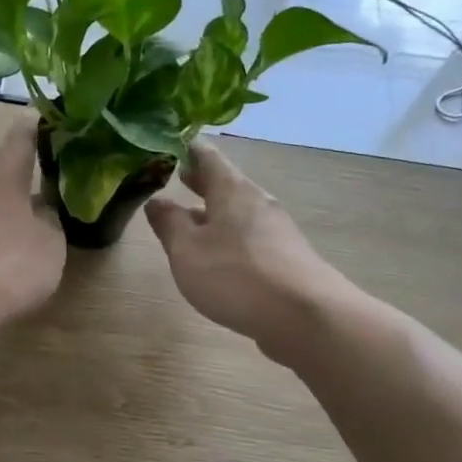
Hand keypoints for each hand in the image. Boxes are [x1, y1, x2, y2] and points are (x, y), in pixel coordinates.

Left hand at [0, 120, 65, 337]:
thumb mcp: (50, 244)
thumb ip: (50, 222)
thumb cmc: (7, 265)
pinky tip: (9, 237)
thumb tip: (42, 212)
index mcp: (2, 177)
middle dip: (22, 165)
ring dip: (8, 196)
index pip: (20, 139)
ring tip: (33, 202)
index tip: (50, 118)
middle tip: (48, 162)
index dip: (36, 127)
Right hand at [145, 140, 350, 354]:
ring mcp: (276, 230)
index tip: (167, 144)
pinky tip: (219, 256)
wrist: (305, 316)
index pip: (206, 156)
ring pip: (237, 212)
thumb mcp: (187, 250)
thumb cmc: (235, 276)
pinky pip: (249, 237)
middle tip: (177, 175)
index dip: (186, 148)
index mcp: (231, 190)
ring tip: (191, 219)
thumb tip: (156, 200)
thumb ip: (169, 223)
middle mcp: (257, 202)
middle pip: (225, 183)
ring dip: (214, 211)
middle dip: (200, 181)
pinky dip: (229, 236)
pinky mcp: (285, 258)